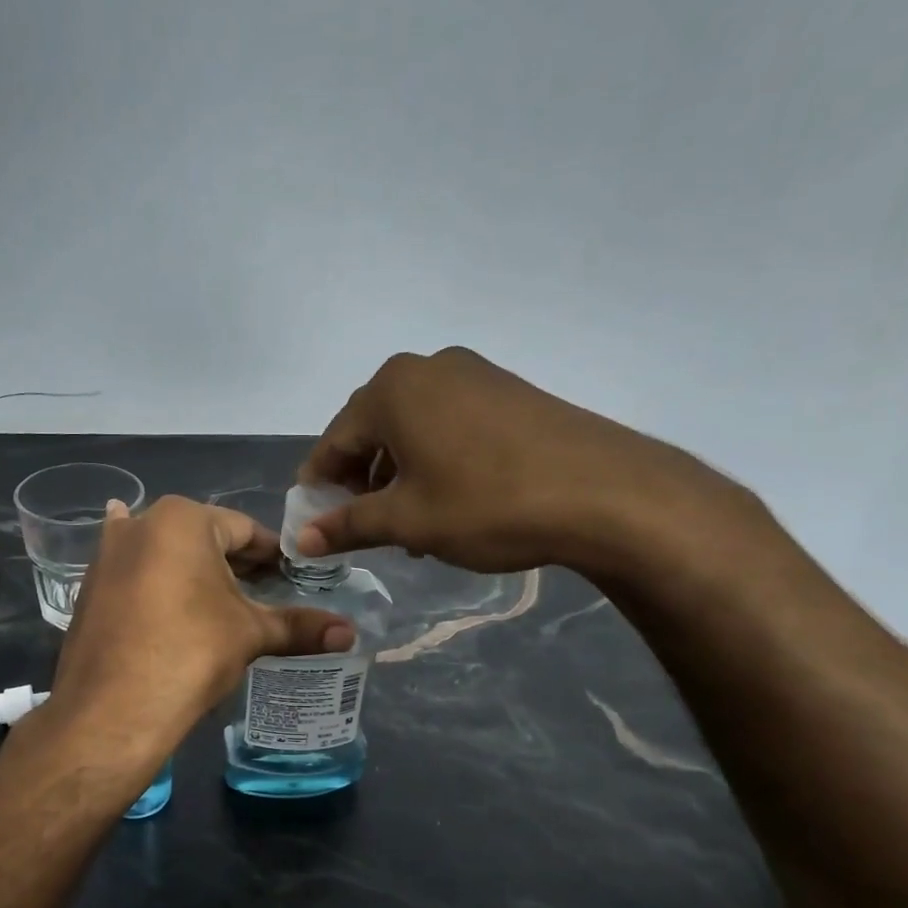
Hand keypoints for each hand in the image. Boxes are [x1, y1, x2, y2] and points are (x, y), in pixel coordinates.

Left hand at [47, 496, 354, 756]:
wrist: (111, 709)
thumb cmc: (190, 653)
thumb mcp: (249, 634)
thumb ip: (300, 627)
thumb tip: (350, 633)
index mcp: (183, 519)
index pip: (245, 531)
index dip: (273, 555)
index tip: (293, 577)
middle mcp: (140, 523)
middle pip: (203, 539)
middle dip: (234, 564)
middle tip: (264, 593)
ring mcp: (108, 554)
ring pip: (165, 554)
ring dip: (193, 570)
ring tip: (219, 598)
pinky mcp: (90, 587)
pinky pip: (134, 574)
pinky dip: (152, 578)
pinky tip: (154, 580)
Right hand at [295, 347, 765, 580]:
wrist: (605, 493)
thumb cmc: (487, 504)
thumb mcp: (408, 520)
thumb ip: (348, 525)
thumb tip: (302, 539)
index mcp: (392, 390)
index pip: (334, 441)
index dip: (320, 486)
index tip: (315, 524)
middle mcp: (426, 368)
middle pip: (372, 430)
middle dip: (361, 480)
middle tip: (364, 526)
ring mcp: (473, 374)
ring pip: (413, 428)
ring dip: (399, 473)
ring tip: (409, 522)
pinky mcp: (508, 390)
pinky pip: (450, 424)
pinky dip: (435, 459)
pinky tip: (450, 499)